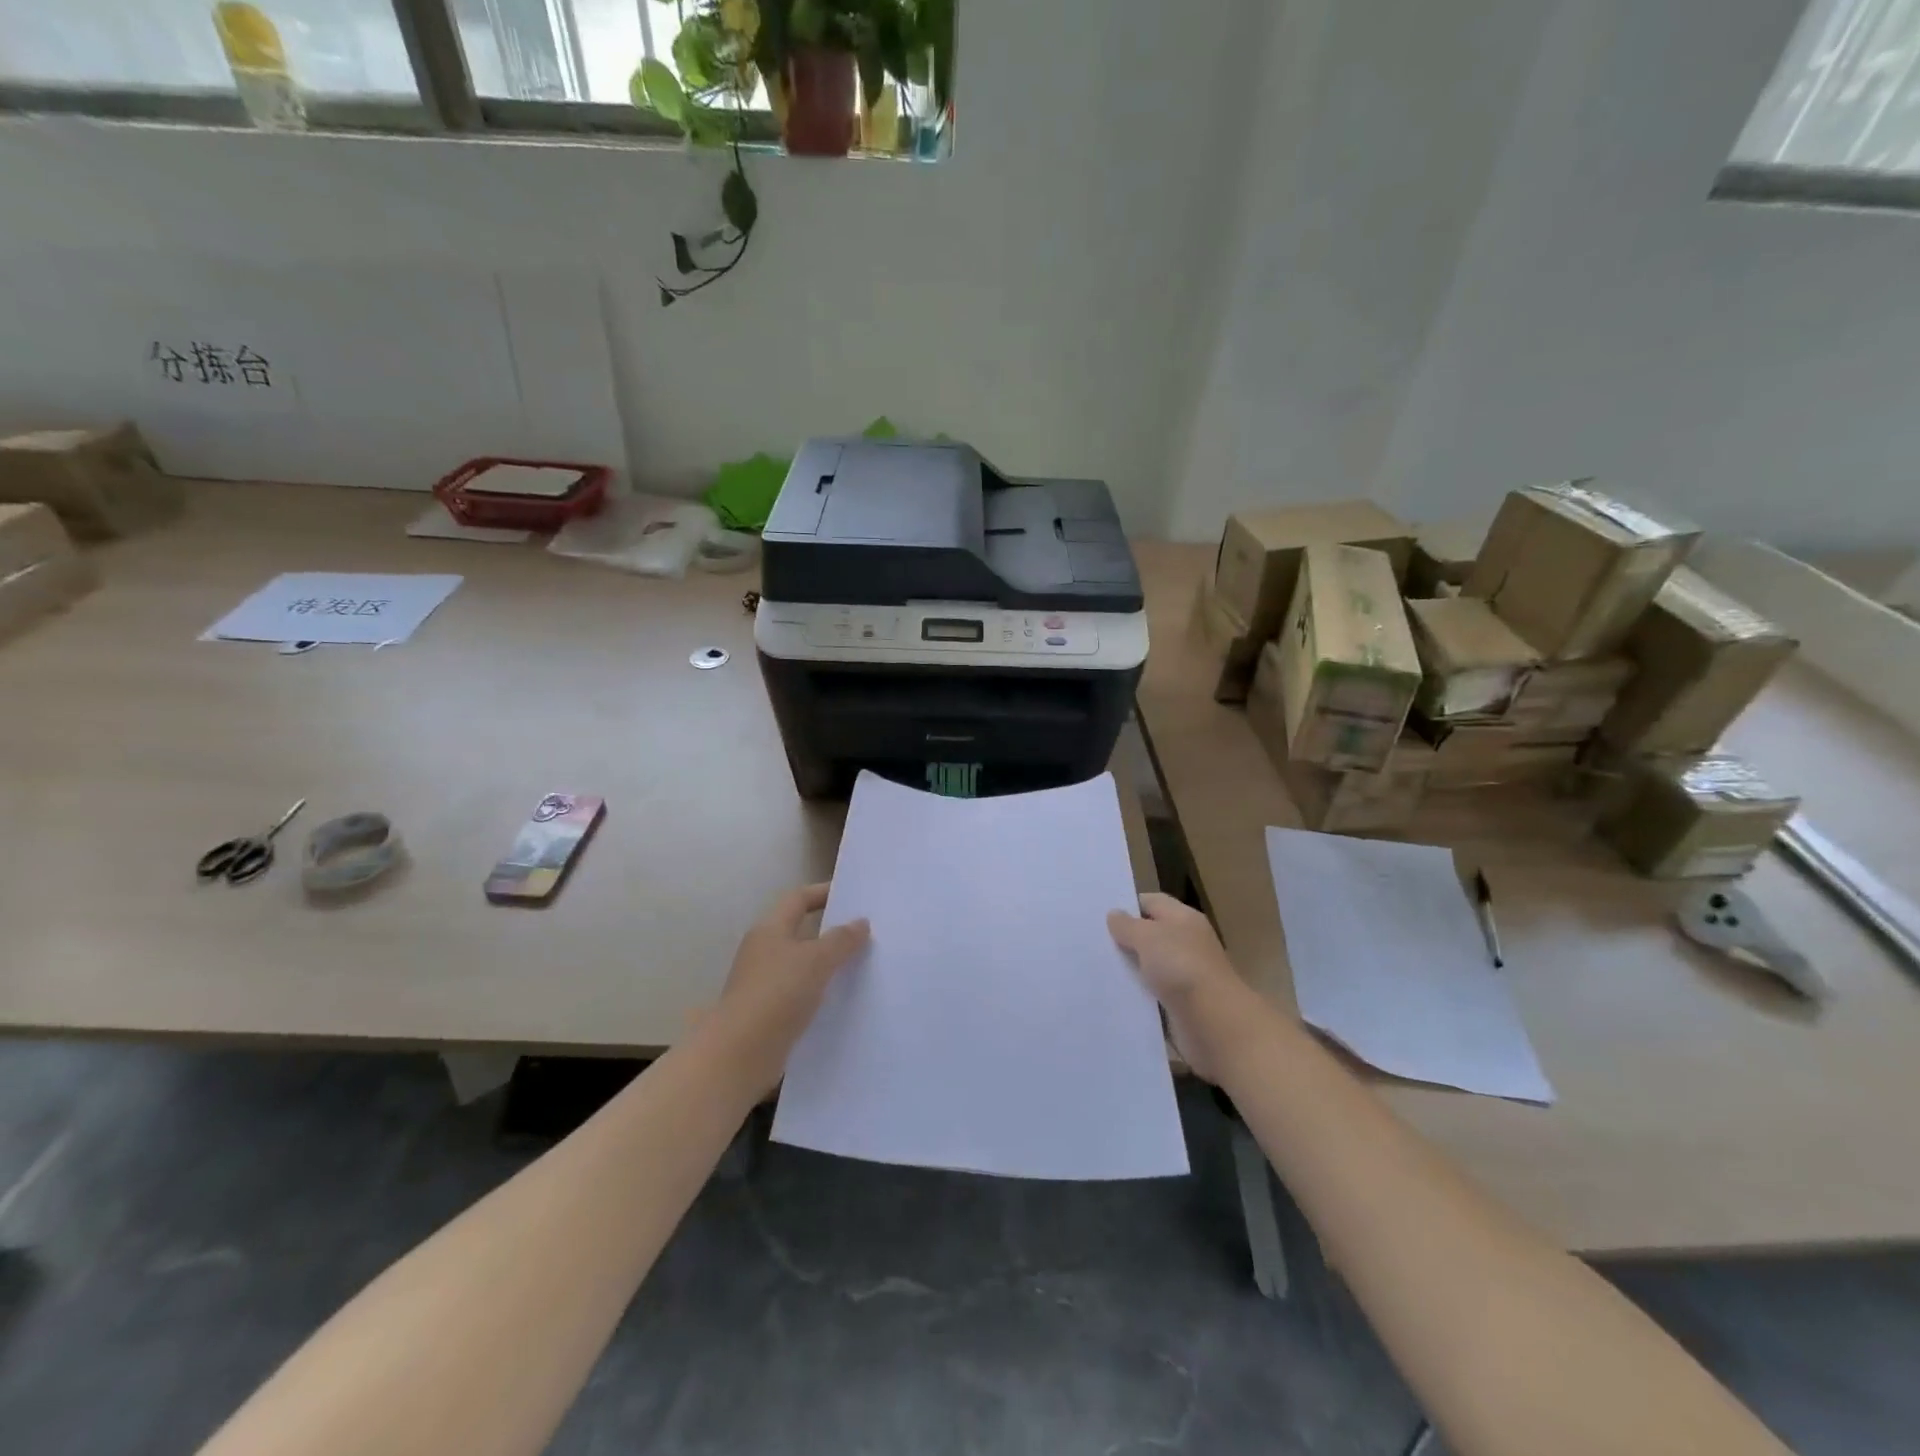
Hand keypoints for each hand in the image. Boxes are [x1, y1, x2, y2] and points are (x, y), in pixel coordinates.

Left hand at [715, 883, 869, 1081]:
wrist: (739, 1054)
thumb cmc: (777, 994)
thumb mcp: (816, 960)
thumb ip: (841, 940)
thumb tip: (860, 922)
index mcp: (770, 930)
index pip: (798, 899)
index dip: (823, 892)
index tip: (852, 894)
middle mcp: (764, 951)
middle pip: (801, 931)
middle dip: (831, 930)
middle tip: (865, 931)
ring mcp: (764, 983)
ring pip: (802, 964)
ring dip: (828, 964)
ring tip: (862, 965)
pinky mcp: (769, 1013)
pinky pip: (801, 993)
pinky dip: (821, 992)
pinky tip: (844, 1000)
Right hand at [1108, 892, 1241, 1081]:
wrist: (1215, 1023)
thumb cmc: (1181, 968)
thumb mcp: (1148, 937)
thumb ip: (1128, 925)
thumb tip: (1115, 915)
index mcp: (1184, 918)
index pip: (1151, 902)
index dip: (1127, 906)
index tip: (1098, 916)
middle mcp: (1187, 943)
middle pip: (1150, 934)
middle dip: (1124, 939)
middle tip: (1091, 942)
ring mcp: (1185, 975)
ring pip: (1150, 966)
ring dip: (1129, 969)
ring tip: (1095, 969)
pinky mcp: (1181, 1004)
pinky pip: (1153, 994)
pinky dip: (1137, 994)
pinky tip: (1114, 995)